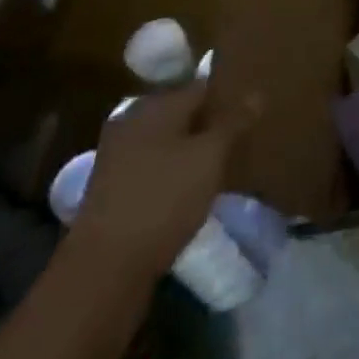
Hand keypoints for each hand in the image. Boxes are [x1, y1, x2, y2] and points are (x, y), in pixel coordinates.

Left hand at [66, 77, 261, 284]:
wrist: (103, 271)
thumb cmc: (164, 199)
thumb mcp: (210, 157)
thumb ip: (233, 122)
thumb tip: (256, 93)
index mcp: (154, 105)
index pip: (200, 86)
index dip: (227, 96)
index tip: (250, 110)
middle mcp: (132, 123)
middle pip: (181, 114)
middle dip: (208, 124)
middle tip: (240, 138)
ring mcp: (117, 159)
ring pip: (166, 143)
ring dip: (190, 151)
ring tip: (221, 165)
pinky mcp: (112, 192)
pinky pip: (153, 169)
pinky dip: (173, 174)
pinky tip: (191, 190)